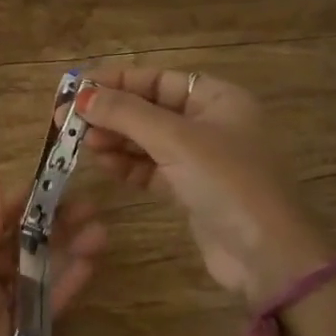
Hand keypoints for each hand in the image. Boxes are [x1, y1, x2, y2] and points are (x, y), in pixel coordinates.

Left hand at [0, 172, 106, 335]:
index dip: (25, 200)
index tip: (56, 180)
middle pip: (23, 243)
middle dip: (54, 224)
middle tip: (91, 207)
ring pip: (39, 273)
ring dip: (67, 252)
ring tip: (101, 233)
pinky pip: (45, 309)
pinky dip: (66, 287)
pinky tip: (90, 267)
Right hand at [74, 68, 333, 305]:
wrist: (268, 257)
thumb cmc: (227, 183)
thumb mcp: (175, 140)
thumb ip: (126, 114)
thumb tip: (81, 95)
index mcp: (218, 98)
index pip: (158, 79)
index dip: (116, 81)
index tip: (76, 88)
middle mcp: (211, 123)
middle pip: (150, 108)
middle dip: (110, 113)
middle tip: (67, 120)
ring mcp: (202, 159)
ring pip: (148, 140)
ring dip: (115, 140)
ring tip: (82, 143)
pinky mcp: (192, 190)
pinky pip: (152, 168)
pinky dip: (127, 166)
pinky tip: (103, 164)